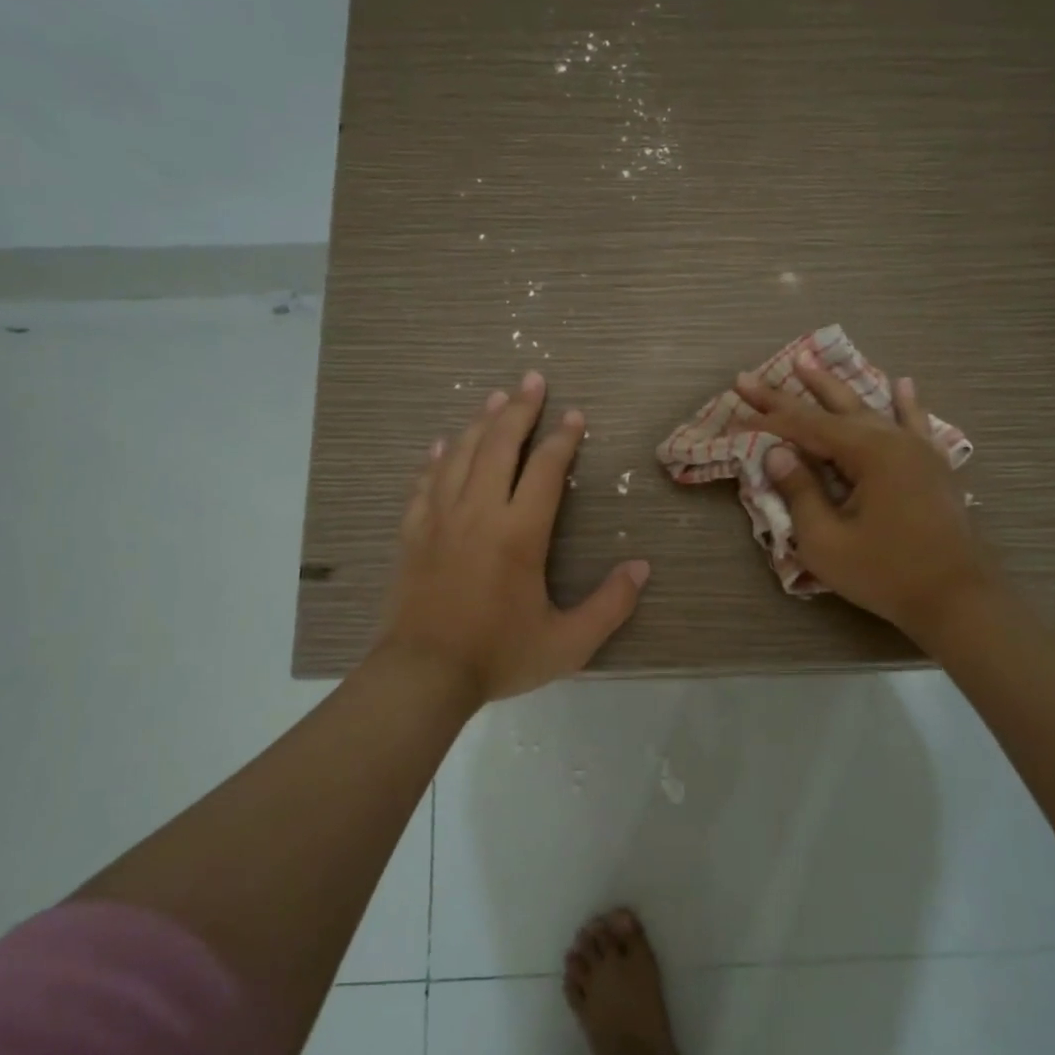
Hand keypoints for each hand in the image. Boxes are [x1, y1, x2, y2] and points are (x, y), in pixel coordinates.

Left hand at [377, 371, 650, 705]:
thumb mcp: (568, 643)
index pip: (544, 469)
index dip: (562, 438)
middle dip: (519, 410)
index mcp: (519, 533)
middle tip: (533, 379)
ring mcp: (439, 519)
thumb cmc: (498, 656)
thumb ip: (610, 605)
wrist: (421, 675)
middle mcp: (478, 512)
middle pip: (499, 445)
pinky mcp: (412, 532)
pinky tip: (442, 444)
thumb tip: (642, 568)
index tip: (575, 416)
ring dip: (480, 422)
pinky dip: (436, 458)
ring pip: (460, 455)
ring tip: (496, 398)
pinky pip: (425, 482)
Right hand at [735, 354, 1003, 644]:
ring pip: (869, 409)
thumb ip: (799, 492)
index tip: (735, 408)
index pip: (805, 427)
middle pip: (832, 409)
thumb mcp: (826, 541)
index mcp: (868, 453)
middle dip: (790, 393)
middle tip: (753, 377)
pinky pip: (914, 424)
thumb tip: (777, 454)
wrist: (957, 599)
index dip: (767, 419)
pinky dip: (904, 404)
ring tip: (808, 362)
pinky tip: (903, 383)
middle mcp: (893, 439)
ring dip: (836, 388)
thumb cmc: (885, 573)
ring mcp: (917, 450)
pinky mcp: (932, 466)